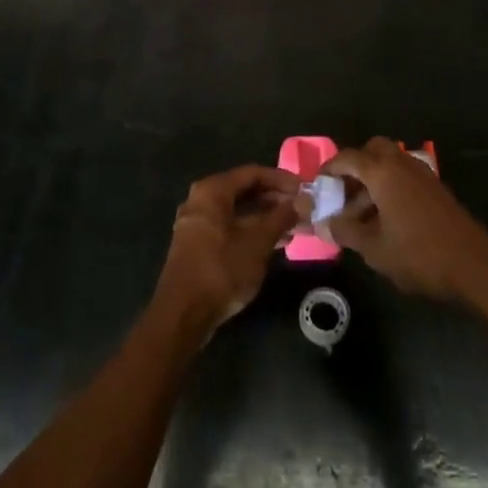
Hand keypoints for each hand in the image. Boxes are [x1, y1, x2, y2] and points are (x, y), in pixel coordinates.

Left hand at [154, 165, 300, 334]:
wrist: (183, 314)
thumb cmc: (222, 269)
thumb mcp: (258, 242)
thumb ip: (280, 218)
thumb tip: (302, 202)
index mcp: (212, 191)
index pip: (252, 173)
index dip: (281, 179)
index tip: (304, 189)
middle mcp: (200, 200)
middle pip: (243, 190)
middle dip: (274, 198)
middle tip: (301, 208)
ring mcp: (197, 223)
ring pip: (237, 211)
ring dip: (265, 216)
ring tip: (294, 225)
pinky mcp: (198, 244)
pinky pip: (230, 227)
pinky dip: (251, 230)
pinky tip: (275, 242)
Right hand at [325, 138, 487, 301]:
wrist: (475, 266)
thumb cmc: (419, 255)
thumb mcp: (374, 248)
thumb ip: (345, 231)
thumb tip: (322, 223)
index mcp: (383, 172)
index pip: (348, 158)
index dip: (329, 169)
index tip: (318, 185)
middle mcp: (402, 164)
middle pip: (373, 149)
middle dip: (354, 166)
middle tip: (343, 192)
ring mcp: (423, 175)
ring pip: (390, 163)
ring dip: (372, 179)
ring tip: (361, 213)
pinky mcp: (436, 189)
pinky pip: (405, 176)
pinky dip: (390, 187)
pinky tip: (386, 218)